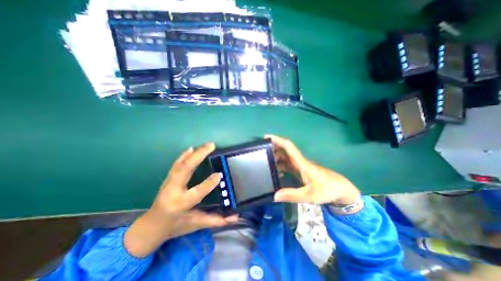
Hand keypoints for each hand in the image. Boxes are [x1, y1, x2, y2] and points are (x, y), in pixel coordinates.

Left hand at [123, 144, 236, 257]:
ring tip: (206, 145)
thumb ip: (216, 220)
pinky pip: (176, 165)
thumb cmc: (176, 226)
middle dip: (198, 156)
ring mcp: (169, 183)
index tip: (219, 174)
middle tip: (212, 145)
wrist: (152, 225)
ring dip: (194, 153)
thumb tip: (235, 217)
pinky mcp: (168, 179)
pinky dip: (183, 155)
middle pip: (185, 170)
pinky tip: (190, 148)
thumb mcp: (197, 224)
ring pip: (181, 164)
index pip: (196, 192)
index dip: (208, 183)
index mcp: (180, 204)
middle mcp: (173, 191)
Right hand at [268, 135, 362, 209]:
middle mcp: (300, 162)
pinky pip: (288, 164)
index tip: (266, 137)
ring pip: (286, 157)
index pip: (288, 147)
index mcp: (302, 163)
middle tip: (261, 151)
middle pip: (285, 150)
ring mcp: (300, 166)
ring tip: (264, 161)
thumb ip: (292, 195)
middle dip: (273, 148)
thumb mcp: (309, 195)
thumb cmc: (327, 190)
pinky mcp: (301, 170)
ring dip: (276, 156)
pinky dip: (280, 165)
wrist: (341, 190)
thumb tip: (274, 196)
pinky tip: (275, 171)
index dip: (278, 140)